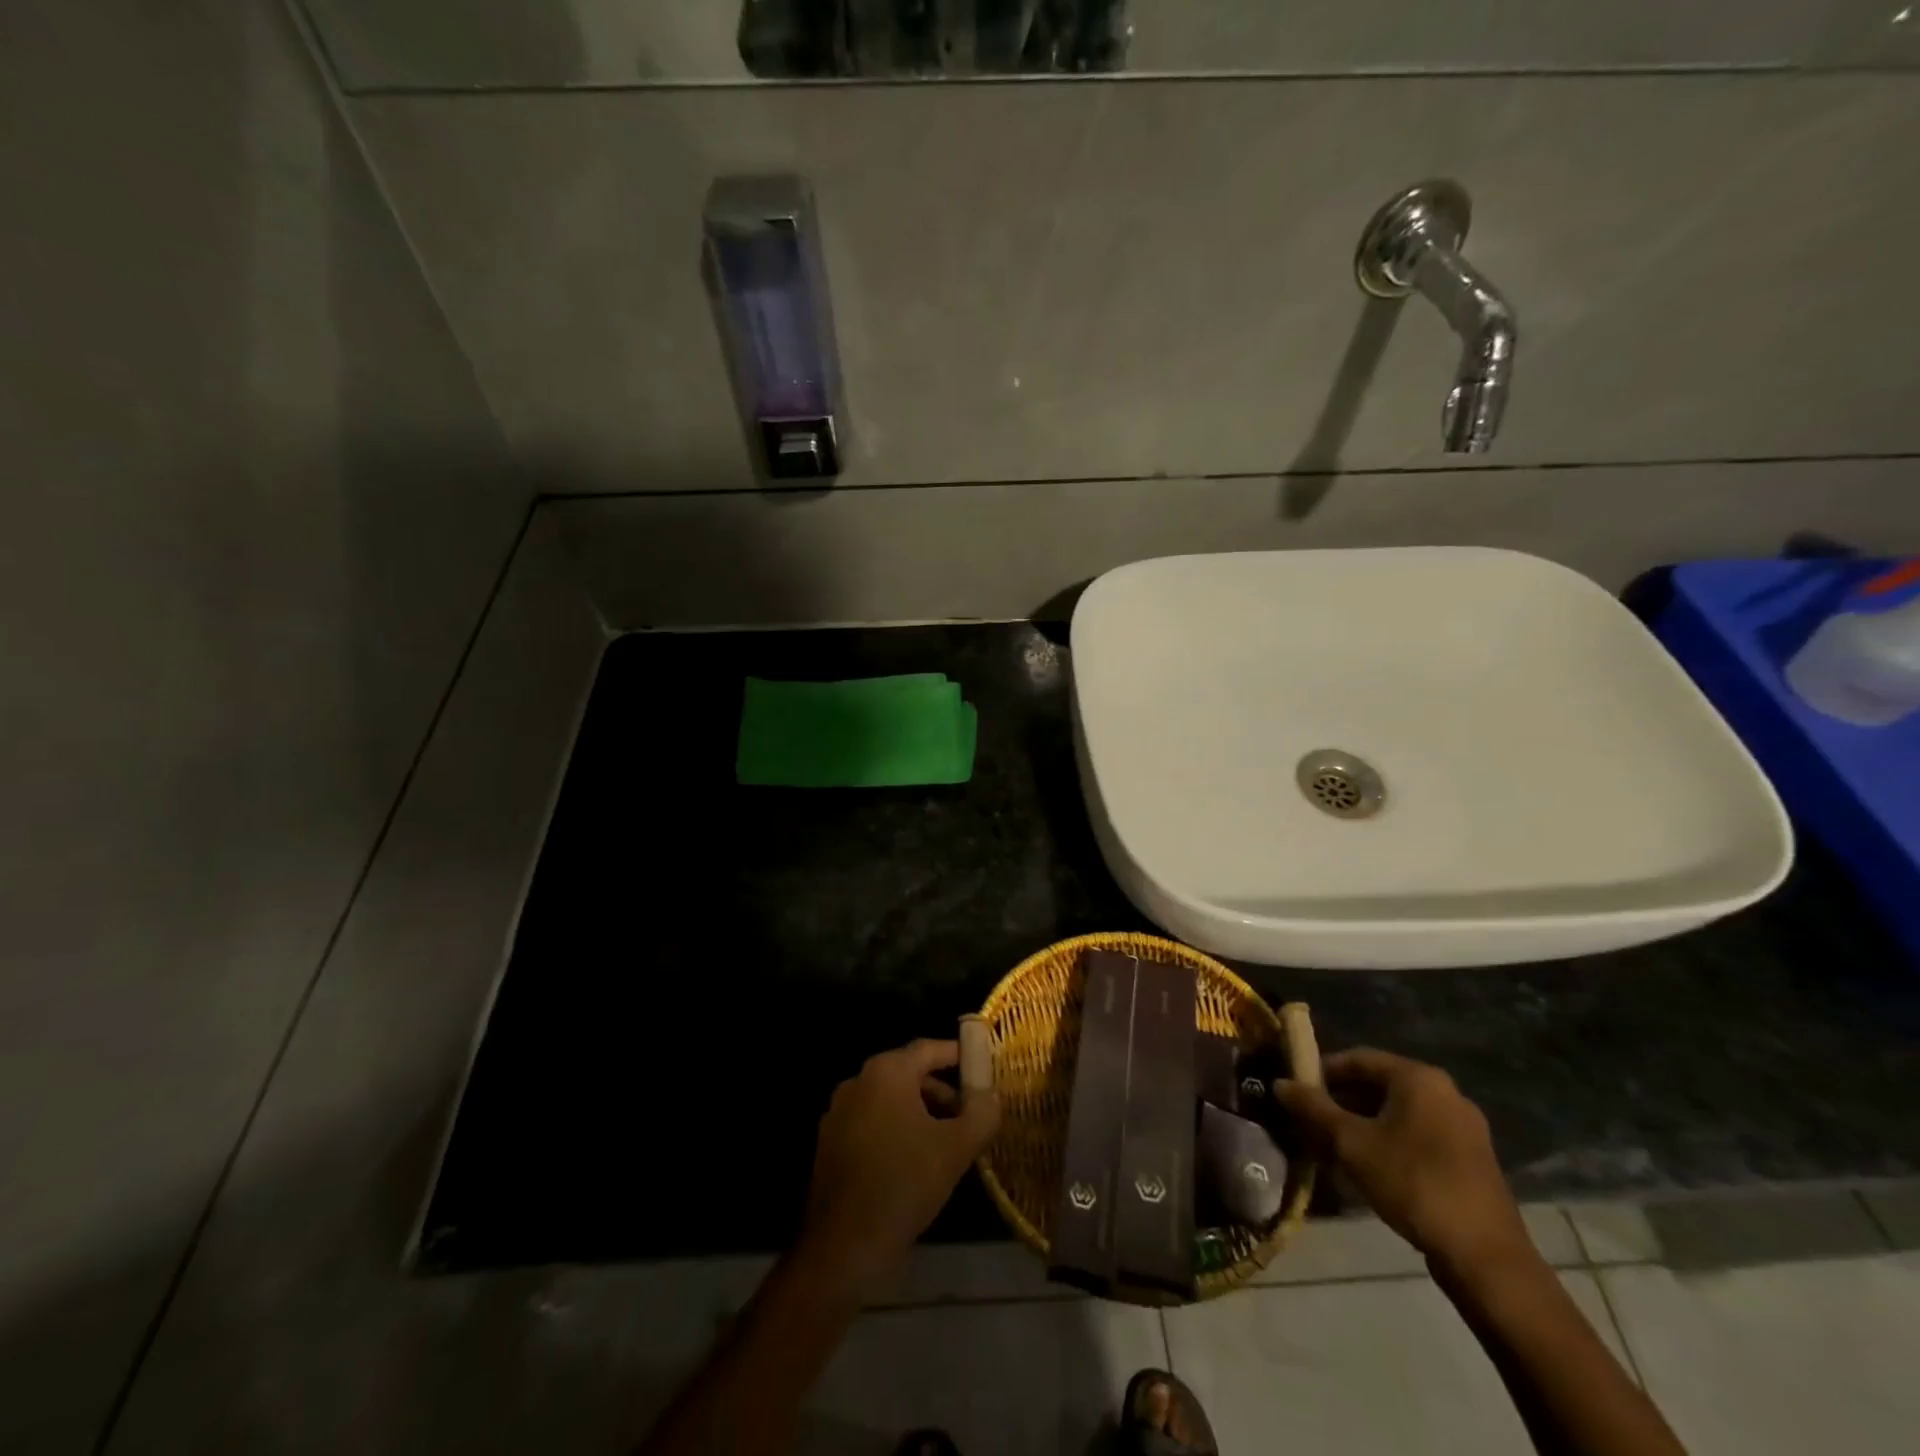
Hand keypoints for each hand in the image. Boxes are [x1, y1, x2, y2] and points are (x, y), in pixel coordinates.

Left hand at [798, 1038, 1000, 1297]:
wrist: (845, 1245)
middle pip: (909, 1074)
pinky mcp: (830, 1142)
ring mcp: (839, 1112)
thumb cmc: (905, 1183)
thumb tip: (991, 1095)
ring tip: (945, 1146)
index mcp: (886, 1072)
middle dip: (941, 1092)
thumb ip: (981, 1113)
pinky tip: (914, 1164)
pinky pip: (872, 1122)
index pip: (929, 1049)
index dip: (958, 1056)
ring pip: (890, 1100)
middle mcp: (858, 1081)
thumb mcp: (956, 1149)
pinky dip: (896, 1130)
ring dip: (920, 1113)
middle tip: (968, 1118)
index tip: (981, 1068)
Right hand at [1276, 1048, 1530, 1275]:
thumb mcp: (1351, 1144)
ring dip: (1363, 1123)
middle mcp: (1445, 1092)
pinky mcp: (1472, 1159)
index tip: (1297, 1091)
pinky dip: (1390, 1141)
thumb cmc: (1412, 1183)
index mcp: (1418, 1078)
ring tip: (1334, 1147)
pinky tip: (1370, 1167)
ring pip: (1398, 1113)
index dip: (1322, 1071)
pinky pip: (1419, 1135)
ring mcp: (1463, 1127)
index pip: (1358, 1058)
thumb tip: (1280, 1083)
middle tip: (1311, 1121)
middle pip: (1379, 1085)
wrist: (1485, 1257)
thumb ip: (1314, 1109)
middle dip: (1341, 1101)